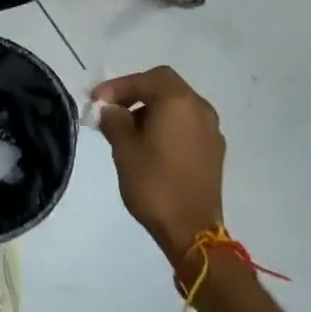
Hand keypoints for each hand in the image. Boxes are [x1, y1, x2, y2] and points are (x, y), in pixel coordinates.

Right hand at [92, 67, 225, 265]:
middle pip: (165, 85)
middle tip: (113, 108)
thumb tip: (111, 109)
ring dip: (152, 108)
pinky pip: (187, 123)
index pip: (145, 79)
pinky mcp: (214, 150)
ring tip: (128, 128)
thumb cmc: (154, 185)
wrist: (192, 232)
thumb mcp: (124, 149)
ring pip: (177, 104)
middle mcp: (200, 108)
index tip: (96, 100)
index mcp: (178, 101)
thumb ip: (114, 120)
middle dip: (136, 92)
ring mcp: (211, 129)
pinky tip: (151, 144)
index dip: (117, 86)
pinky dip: (168, 123)